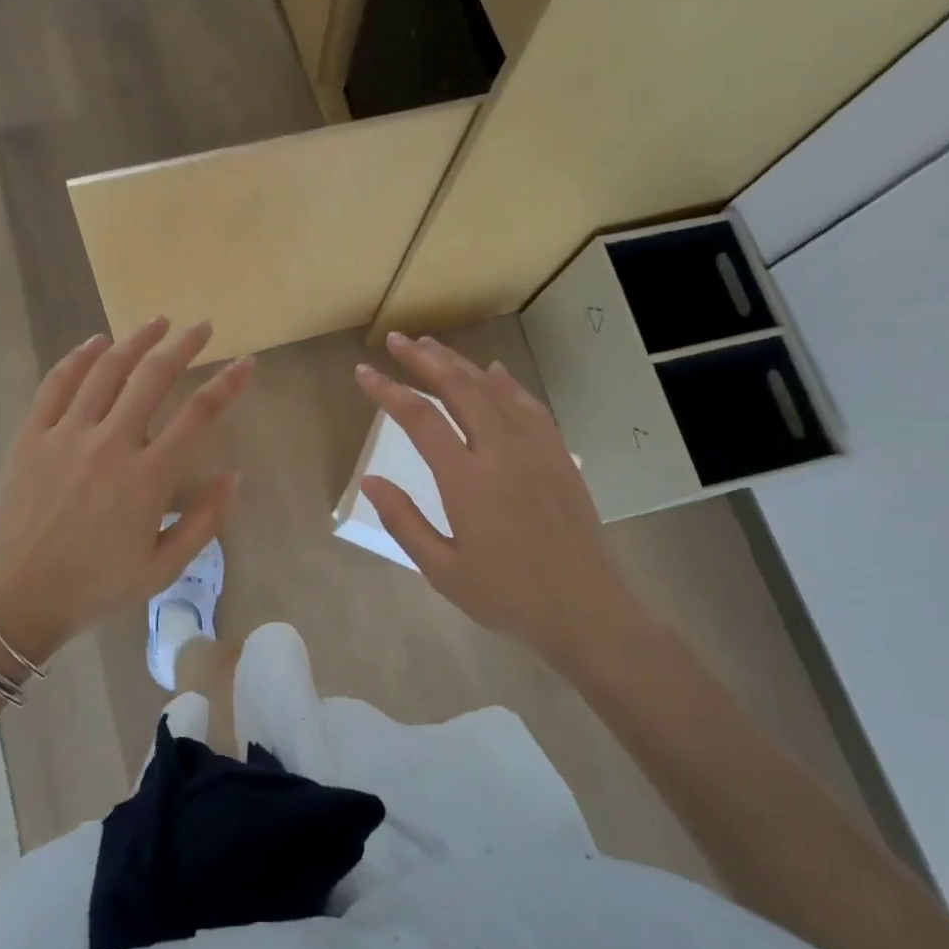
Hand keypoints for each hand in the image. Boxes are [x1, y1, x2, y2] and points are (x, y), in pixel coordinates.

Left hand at [0, 318, 253, 665]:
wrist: (16, 599)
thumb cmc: (96, 587)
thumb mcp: (163, 569)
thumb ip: (204, 521)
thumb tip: (233, 475)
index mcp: (148, 478)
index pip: (199, 415)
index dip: (227, 384)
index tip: (246, 363)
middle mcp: (111, 444)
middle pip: (153, 377)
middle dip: (183, 345)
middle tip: (202, 327)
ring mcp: (67, 435)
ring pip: (107, 370)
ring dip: (136, 340)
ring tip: (158, 322)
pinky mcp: (33, 435)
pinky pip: (57, 383)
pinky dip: (79, 357)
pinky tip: (96, 341)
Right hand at [354, 332, 636, 654]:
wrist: (585, 609)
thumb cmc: (507, 595)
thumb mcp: (442, 569)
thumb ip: (404, 521)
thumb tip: (370, 480)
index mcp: (467, 480)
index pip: (420, 419)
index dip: (388, 390)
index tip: (363, 372)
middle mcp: (501, 451)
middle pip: (458, 388)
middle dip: (423, 359)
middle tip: (396, 339)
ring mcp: (535, 448)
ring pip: (493, 389)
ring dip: (459, 363)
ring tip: (432, 346)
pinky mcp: (557, 455)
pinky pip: (528, 405)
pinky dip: (505, 382)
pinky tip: (493, 371)